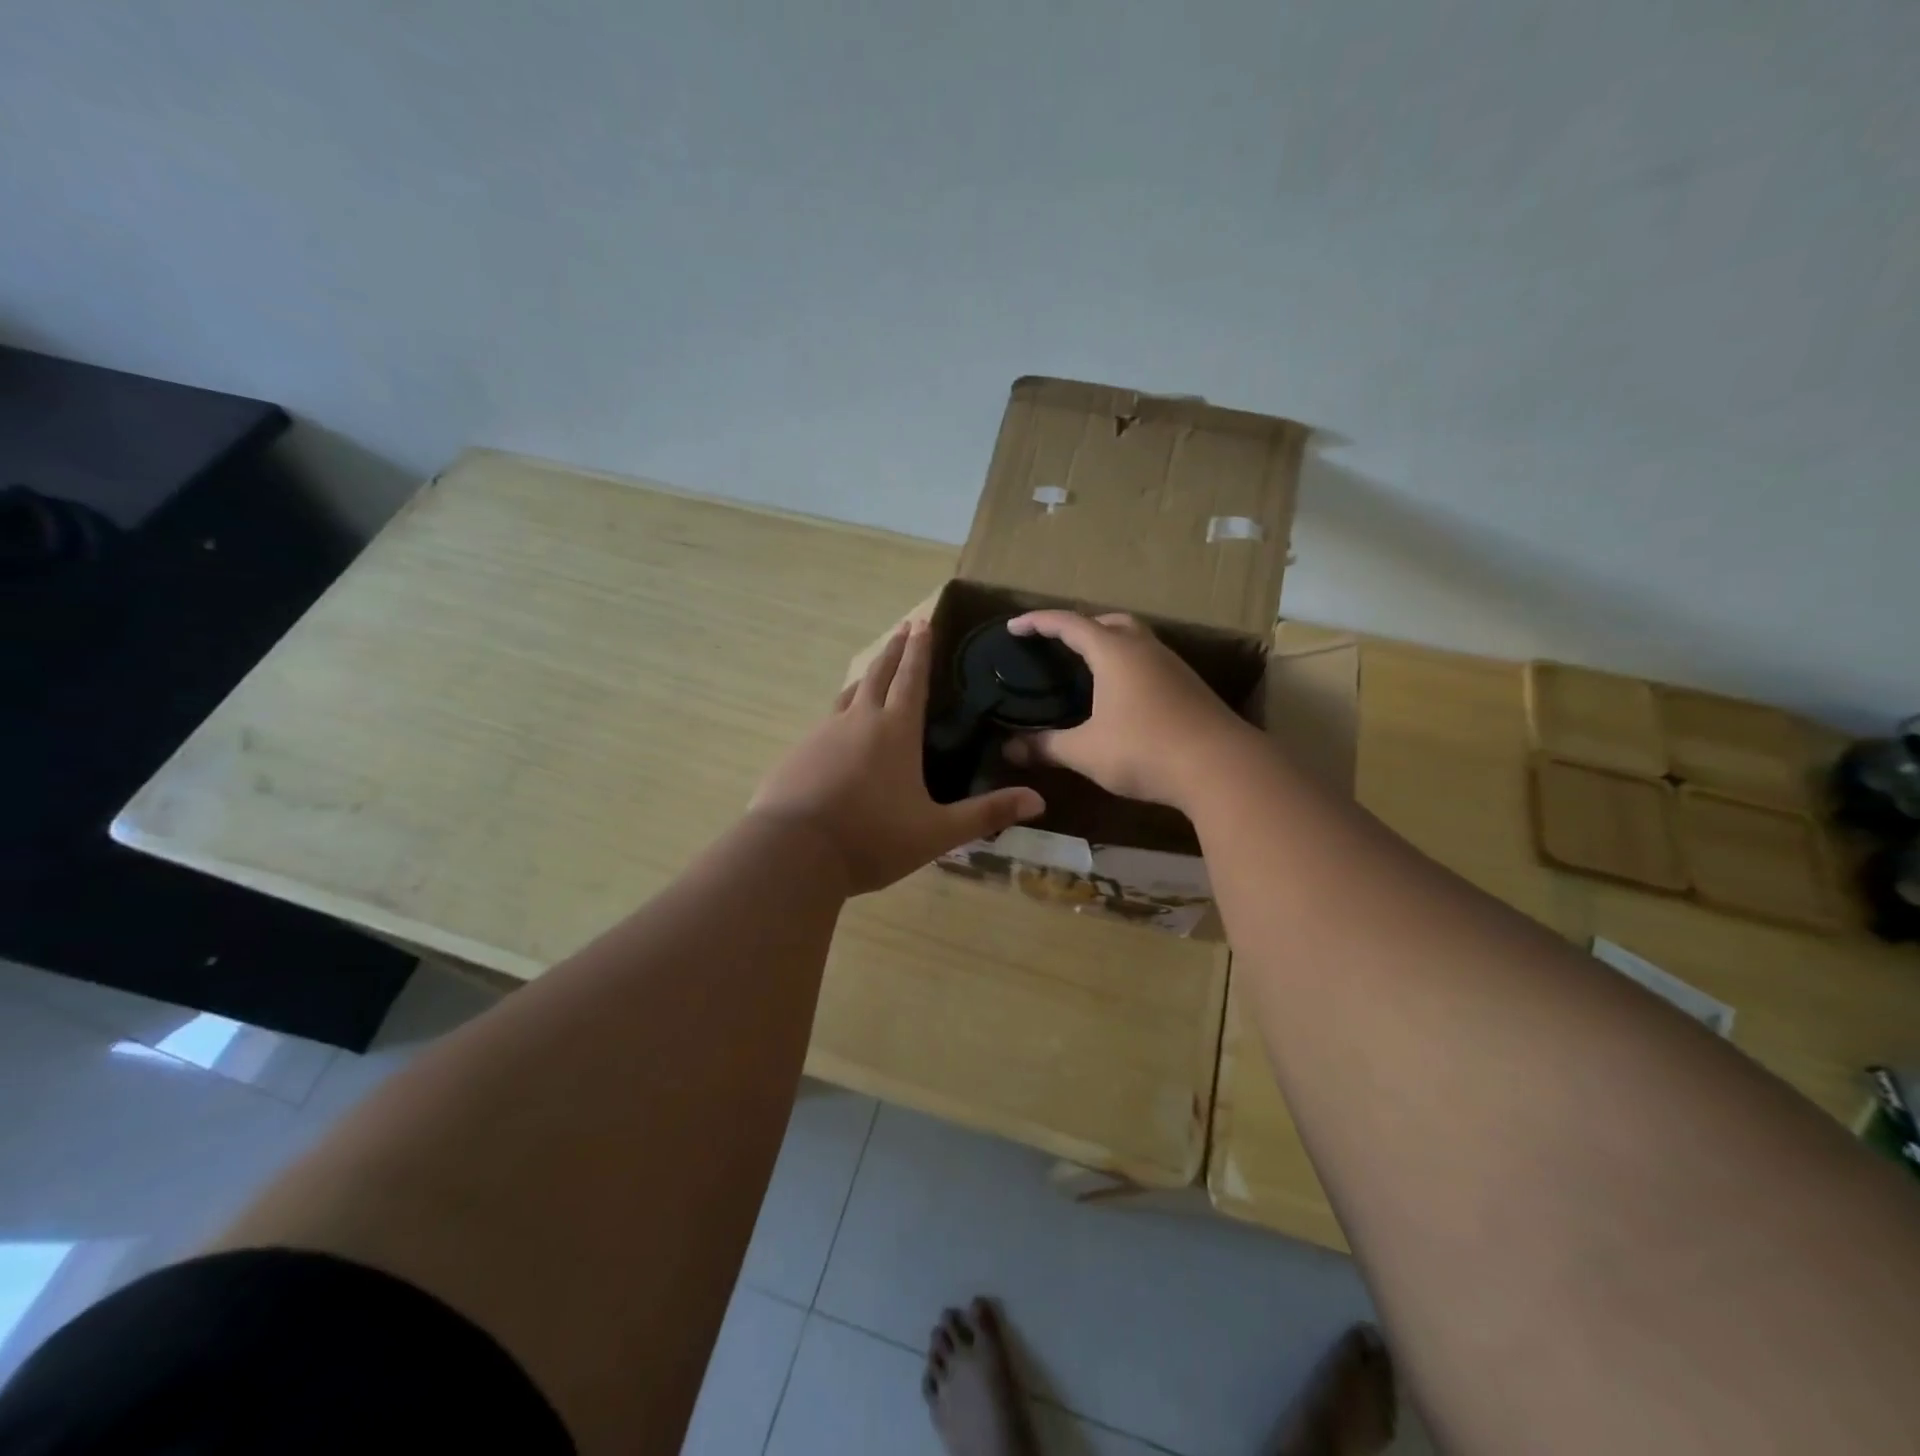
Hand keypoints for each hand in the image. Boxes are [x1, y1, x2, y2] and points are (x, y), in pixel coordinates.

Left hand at [750, 621, 1045, 894]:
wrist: (794, 852)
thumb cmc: (873, 838)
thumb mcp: (937, 832)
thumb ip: (986, 814)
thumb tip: (1038, 800)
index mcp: (895, 730)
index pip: (912, 678)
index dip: (921, 650)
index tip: (923, 622)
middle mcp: (859, 721)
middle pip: (878, 673)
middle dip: (895, 649)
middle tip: (904, 628)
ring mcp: (823, 733)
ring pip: (849, 693)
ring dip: (866, 676)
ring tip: (874, 669)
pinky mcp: (798, 752)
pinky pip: (826, 721)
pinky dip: (841, 711)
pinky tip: (840, 728)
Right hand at [1003, 611, 1256, 809]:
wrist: (1220, 767)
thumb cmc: (1144, 750)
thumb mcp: (1086, 751)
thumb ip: (1046, 747)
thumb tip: (1009, 749)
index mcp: (1113, 652)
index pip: (1068, 623)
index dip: (1038, 622)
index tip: (1013, 626)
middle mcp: (1144, 648)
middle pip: (1108, 621)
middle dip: (1079, 626)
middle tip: (1057, 644)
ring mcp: (1172, 666)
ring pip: (1135, 639)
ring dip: (1109, 644)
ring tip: (1088, 669)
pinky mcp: (1189, 686)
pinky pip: (1150, 661)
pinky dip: (1128, 665)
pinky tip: (1123, 695)